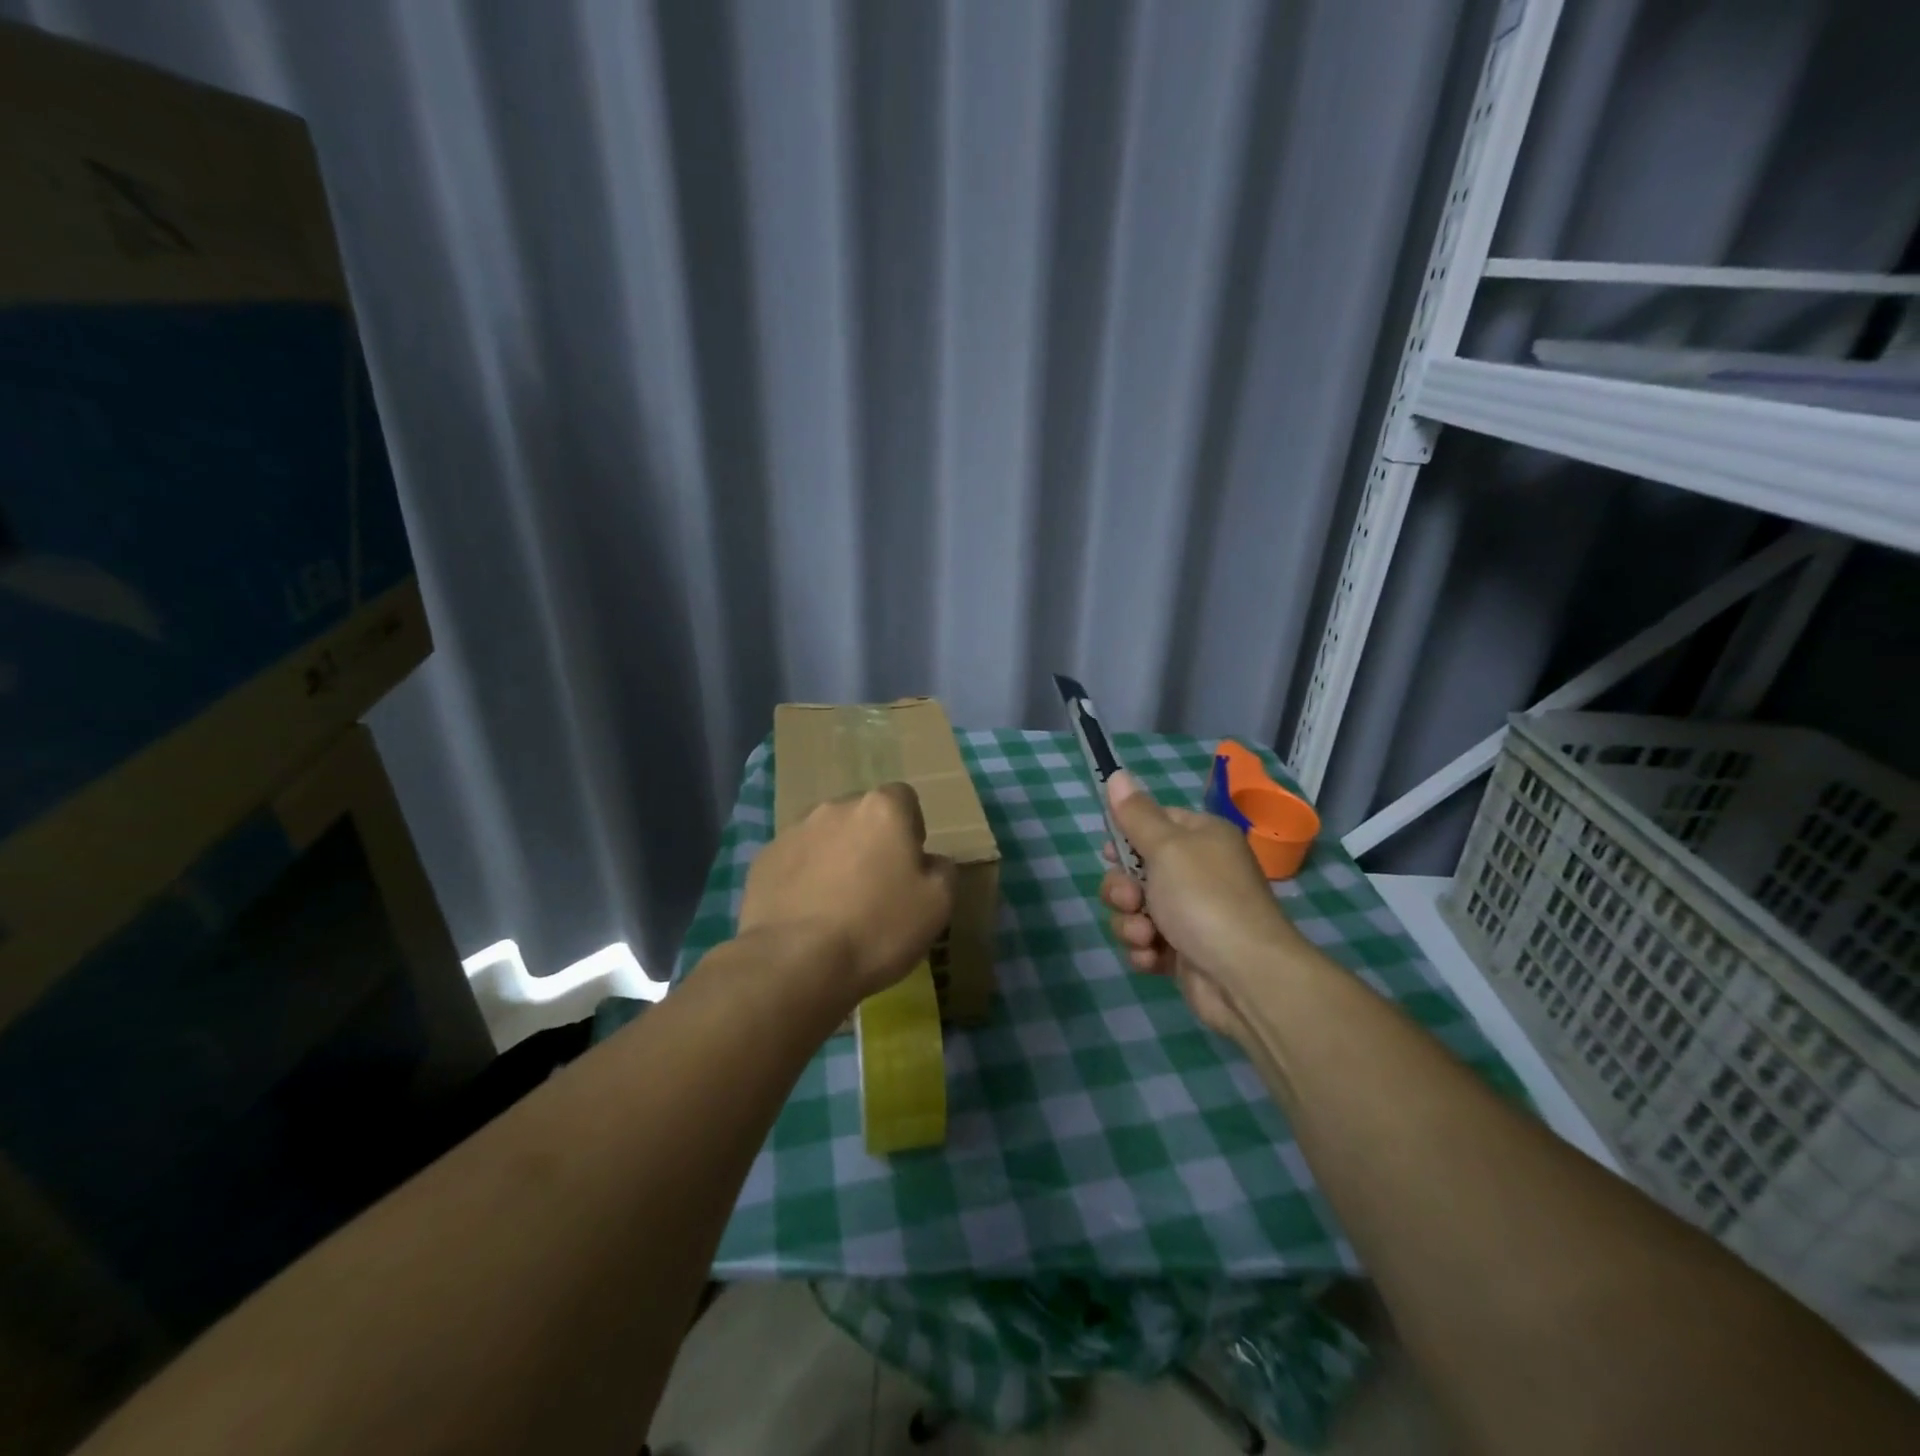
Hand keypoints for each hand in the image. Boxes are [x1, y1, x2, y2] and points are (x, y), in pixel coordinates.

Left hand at [737, 782, 956, 1005]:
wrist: (795, 962)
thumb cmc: (878, 928)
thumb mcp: (938, 904)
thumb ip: (943, 870)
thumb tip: (929, 861)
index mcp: (882, 809)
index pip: (903, 798)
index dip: (910, 828)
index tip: (908, 865)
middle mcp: (835, 807)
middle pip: (861, 815)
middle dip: (870, 841)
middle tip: (875, 886)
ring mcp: (794, 831)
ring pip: (825, 835)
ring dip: (835, 857)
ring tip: (836, 903)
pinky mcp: (763, 859)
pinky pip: (794, 860)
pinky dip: (803, 877)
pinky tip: (807, 913)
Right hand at [1099, 771, 1309, 1040]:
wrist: (1245, 977)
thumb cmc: (1204, 899)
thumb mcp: (1166, 847)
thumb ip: (1136, 814)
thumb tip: (1118, 774)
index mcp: (1202, 837)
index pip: (1155, 823)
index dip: (1126, 836)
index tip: (1109, 852)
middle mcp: (1198, 872)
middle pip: (1136, 870)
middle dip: (1121, 888)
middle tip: (1129, 899)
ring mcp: (1190, 915)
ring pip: (1135, 909)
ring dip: (1130, 923)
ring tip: (1145, 937)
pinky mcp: (1183, 952)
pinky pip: (1146, 942)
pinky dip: (1144, 950)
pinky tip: (1153, 958)